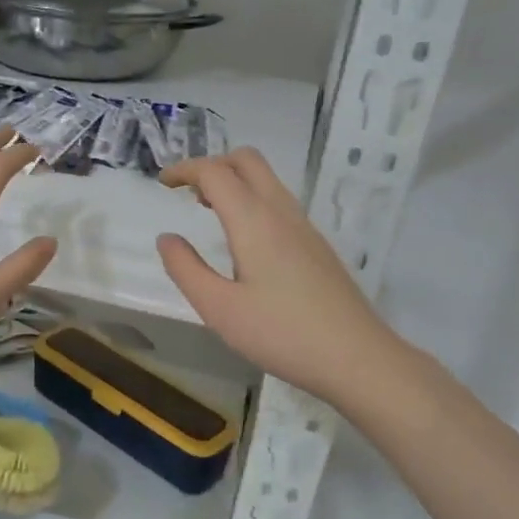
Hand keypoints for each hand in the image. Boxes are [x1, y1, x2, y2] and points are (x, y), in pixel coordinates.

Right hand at [158, 149, 394, 402]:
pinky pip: (279, 203)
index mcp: (254, 221)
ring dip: (234, 182)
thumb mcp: (219, 309)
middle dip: (213, 165)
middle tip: (187, 192)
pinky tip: (243, 240)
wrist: (356, 357)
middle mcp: (282, 213)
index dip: (185, 170)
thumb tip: (167, 239)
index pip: (215, 173)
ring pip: (267, 181)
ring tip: (208, 211)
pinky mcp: (317, 247)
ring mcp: (305, 228)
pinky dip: (252, 202)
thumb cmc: (281, 334)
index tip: (162, 183)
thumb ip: (186, 270)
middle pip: (247, 161)